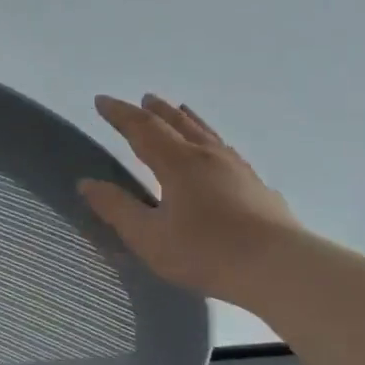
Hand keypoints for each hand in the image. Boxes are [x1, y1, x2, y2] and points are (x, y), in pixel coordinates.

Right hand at [79, 94, 297, 297]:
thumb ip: (117, 209)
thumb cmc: (205, 252)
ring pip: (206, 133)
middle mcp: (208, 156)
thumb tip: (86, 183)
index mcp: (178, 163)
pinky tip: (218, 152)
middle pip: (178, 124)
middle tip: (143, 98)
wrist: (277, 266)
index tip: (101, 101)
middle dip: (156, 110)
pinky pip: (226, 150)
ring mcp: (237, 168)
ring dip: (187, 119)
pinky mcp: (256, 185)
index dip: (120, 114)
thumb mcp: (149, 237)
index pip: (142, 129)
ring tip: (180, 109)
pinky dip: (211, 140)